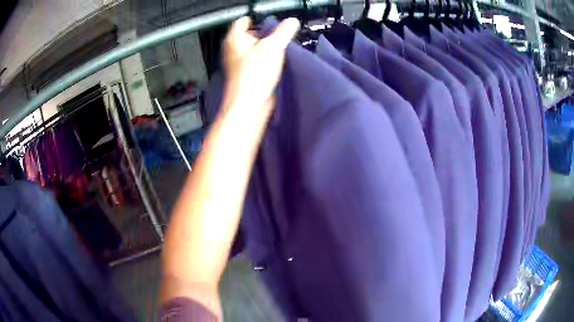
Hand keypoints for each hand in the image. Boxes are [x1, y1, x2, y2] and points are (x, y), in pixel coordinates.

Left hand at [222, 16, 299, 108]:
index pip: (243, 20)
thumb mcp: (274, 46)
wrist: (250, 104)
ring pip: (255, 49)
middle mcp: (233, 50)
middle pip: (251, 34)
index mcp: (234, 39)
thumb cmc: (254, 74)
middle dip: (266, 34)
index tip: (271, 21)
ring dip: (268, 48)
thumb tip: (292, 21)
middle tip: (280, 35)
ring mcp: (239, 63)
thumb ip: (284, 31)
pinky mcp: (246, 75)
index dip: (258, 19)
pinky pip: (258, 61)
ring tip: (281, 49)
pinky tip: (277, 63)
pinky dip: (267, 60)